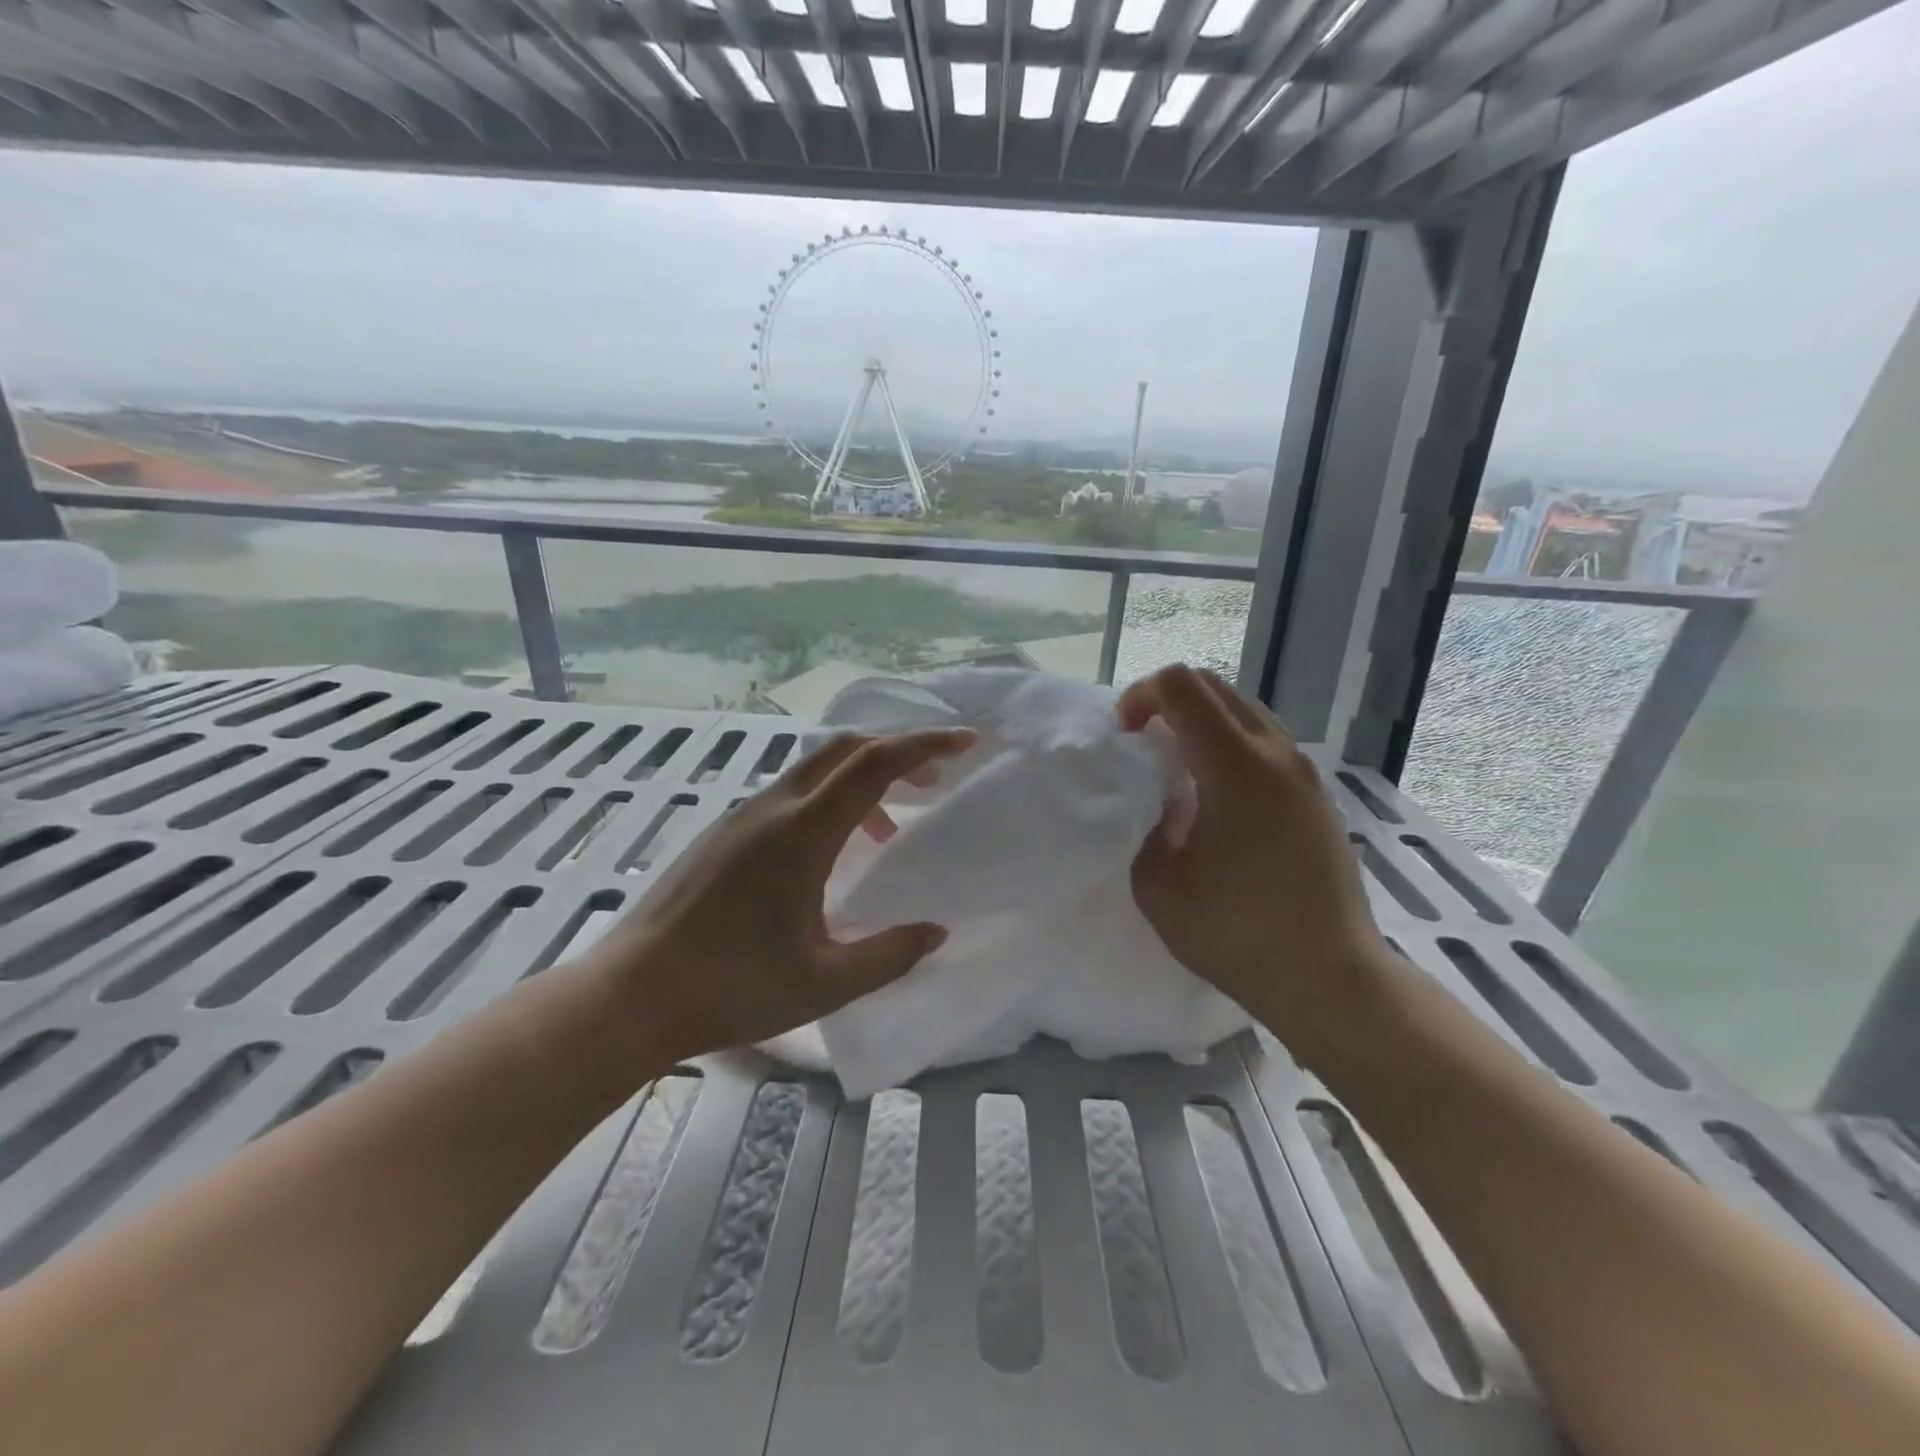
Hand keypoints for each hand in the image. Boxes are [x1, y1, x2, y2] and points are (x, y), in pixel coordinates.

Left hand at [582, 729, 974, 1062]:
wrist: (631, 995)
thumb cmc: (731, 989)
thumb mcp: (823, 984)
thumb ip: (889, 955)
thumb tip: (935, 931)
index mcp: (801, 834)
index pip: (873, 764)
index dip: (925, 745)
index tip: (966, 744)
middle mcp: (772, 809)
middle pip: (844, 748)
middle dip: (898, 752)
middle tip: (935, 784)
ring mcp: (743, 817)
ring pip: (816, 769)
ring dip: (863, 781)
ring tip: (889, 831)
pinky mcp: (725, 833)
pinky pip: (792, 794)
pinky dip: (830, 801)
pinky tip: (833, 855)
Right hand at [1118, 665, 1391, 1049]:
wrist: (1330, 978)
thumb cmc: (1238, 935)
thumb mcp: (1158, 887)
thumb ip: (1143, 827)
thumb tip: (1157, 801)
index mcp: (1235, 767)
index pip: (1181, 686)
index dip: (1140, 694)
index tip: (1124, 735)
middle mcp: (1275, 754)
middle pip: (1214, 686)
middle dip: (1166, 700)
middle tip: (1142, 743)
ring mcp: (1304, 773)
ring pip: (1244, 710)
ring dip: (1200, 720)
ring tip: (1177, 767)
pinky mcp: (1317, 795)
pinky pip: (1266, 741)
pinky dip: (1229, 743)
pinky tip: (1216, 795)